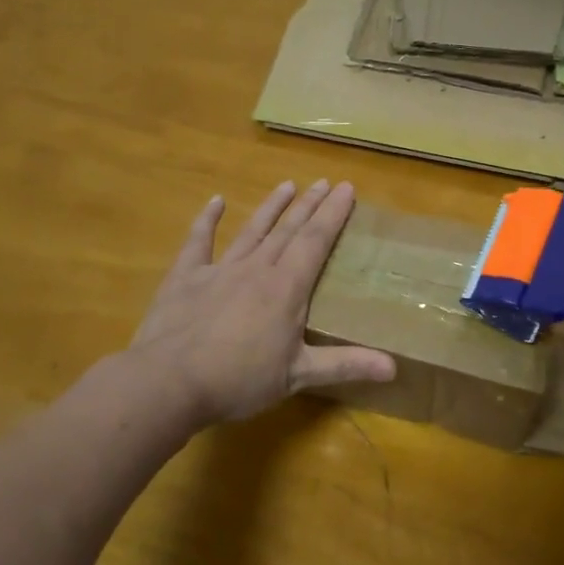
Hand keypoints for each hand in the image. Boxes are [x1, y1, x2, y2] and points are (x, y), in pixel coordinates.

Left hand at [128, 180, 395, 422]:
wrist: (169, 382)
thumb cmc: (239, 380)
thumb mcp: (298, 376)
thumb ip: (346, 365)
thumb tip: (394, 368)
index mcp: (286, 288)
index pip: (316, 242)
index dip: (333, 214)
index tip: (347, 188)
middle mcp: (257, 268)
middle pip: (288, 230)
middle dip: (309, 205)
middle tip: (325, 182)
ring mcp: (219, 269)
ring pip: (252, 230)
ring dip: (271, 207)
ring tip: (287, 185)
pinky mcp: (186, 277)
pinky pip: (199, 241)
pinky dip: (208, 220)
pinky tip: (216, 201)